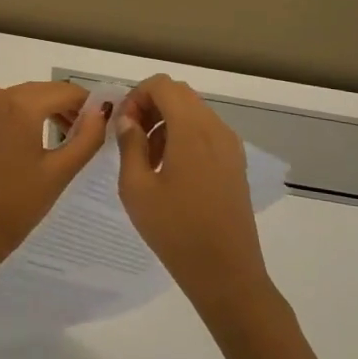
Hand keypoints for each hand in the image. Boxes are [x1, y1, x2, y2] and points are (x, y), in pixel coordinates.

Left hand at [0, 81, 108, 287]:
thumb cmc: (16, 206)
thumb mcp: (59, 172)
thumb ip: (87, 137)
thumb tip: (101, 110)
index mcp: (20, 105)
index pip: (65, 91)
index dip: (88, 102)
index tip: (103, 119)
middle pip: (42, 91)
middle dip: (66, 106)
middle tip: (85, 132)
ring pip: (20, 96)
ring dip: (42, 108)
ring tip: (60, 135)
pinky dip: (15, 109)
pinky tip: (24, 133)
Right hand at [114, 75, 272, 317]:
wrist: (226, 274)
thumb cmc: (175, 231)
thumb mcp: (136, 188)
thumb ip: (129, 145)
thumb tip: (128, 120)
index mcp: (192, 130)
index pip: (163, 85)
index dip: (137, 95)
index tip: (122, 125)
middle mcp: (216, 129)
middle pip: (180, 95)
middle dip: (150, 106)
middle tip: (130, 138)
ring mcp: (230, 146)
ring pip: (193, 113)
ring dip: (166, 122)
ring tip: (147, 160)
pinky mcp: (235, 164)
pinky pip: (206, 133)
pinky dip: (183, 137)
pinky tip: (169, 171)